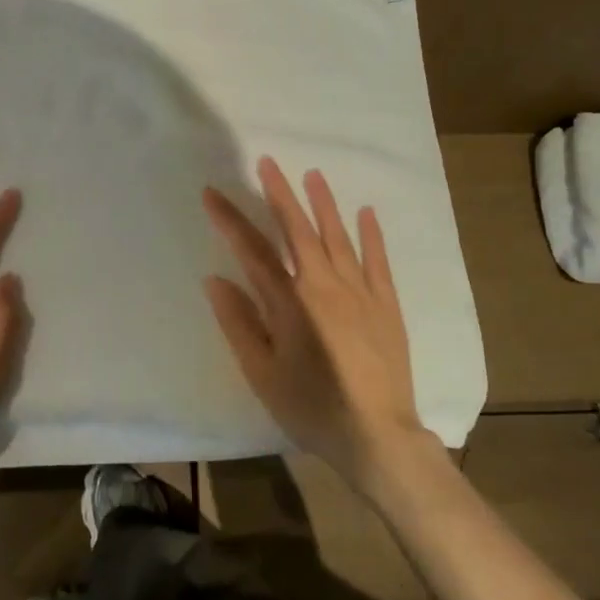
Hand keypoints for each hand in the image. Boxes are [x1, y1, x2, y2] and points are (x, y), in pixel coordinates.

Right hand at [202, 157, 428, 491]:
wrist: (378, 437)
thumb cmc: (312, 408)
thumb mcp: (262, 374)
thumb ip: (238, 323)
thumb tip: (215, 279)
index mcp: (289, 302)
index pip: (252, 250)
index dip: (230, 219)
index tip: (212, 193)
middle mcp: (323, 285)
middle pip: (298, 230)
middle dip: (280, 193)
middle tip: (267, 162)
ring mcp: (360, 292)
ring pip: (338, 236)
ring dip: (323, 203)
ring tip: (312, 174)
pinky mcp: (387, 305)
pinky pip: (377, 260)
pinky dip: (371, 235)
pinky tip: (366, 213)